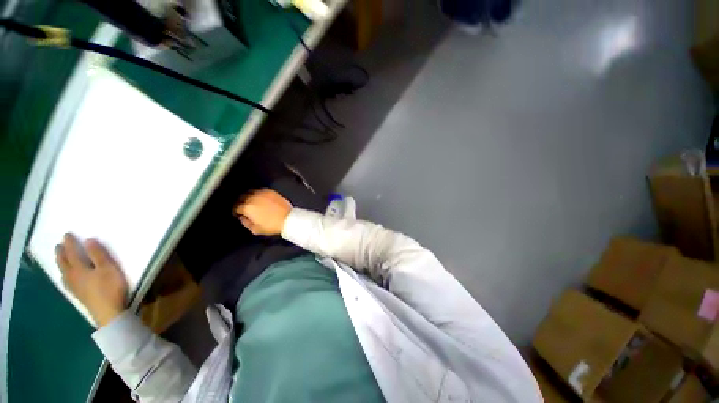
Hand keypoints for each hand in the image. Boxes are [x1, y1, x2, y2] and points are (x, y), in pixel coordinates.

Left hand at [55, 234, 127, 327]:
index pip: (71, 252)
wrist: (108, 312)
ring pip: (63, 272)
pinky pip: (66, 280)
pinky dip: (64, 274)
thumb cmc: (110, 287)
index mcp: (79, 268)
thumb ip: (98, 255)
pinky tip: (65, 277)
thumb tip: (88, 240)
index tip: (66, 234)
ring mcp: (74, 287)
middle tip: (59, 245)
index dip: (69, 243)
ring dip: (60, 264)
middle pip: (64, 263)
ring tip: (59, 259)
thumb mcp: (108, 268)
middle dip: (61, 253)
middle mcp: (72, 276)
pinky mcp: (78, 294)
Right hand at [234, 189, 292, 235]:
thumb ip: (246, 223)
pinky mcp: (271, 192)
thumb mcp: (256, 229)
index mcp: (247, 208)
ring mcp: (262, 194)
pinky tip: (261, 198)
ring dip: (249, 196)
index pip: (236, 207)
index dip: (236, 211)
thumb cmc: (273, 225)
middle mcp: (253, 198)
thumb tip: (243, 218)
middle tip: (244, 207)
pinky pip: (261, 190)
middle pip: (242, 197)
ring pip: (251, 192)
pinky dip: (259, 194)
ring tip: (252, 202)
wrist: (288, 219)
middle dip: (241, 202)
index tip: (238, 213)